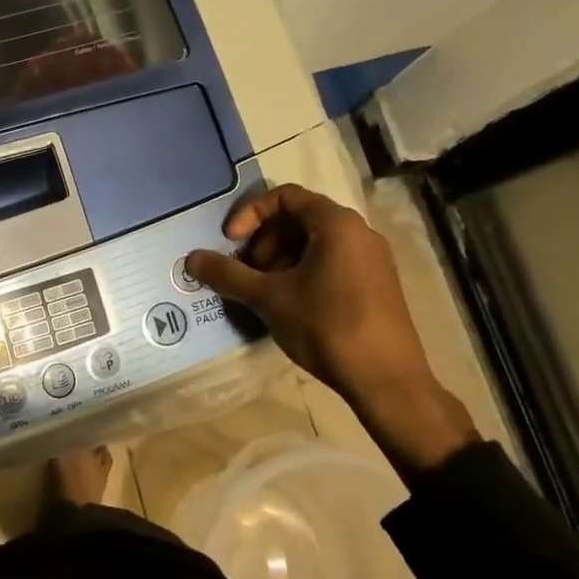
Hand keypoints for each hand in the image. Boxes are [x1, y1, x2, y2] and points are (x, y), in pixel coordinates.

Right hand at [185, 185, 476, 474]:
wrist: (387, 381)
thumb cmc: (327, 326)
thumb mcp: (268, 298)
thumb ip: (228, 274)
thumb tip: (191, 259)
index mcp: (337, 224)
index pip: (285, 196)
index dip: (250, 213)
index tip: (230, 241)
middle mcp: (359, 232)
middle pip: (299, 218)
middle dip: (264, 240)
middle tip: (245, 270)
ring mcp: (372, 259)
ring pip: (315, 242)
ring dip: (280, 258)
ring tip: (262, 290)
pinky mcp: (377, 284)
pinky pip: (332, 261)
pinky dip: (303, 271)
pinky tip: (289, 304)